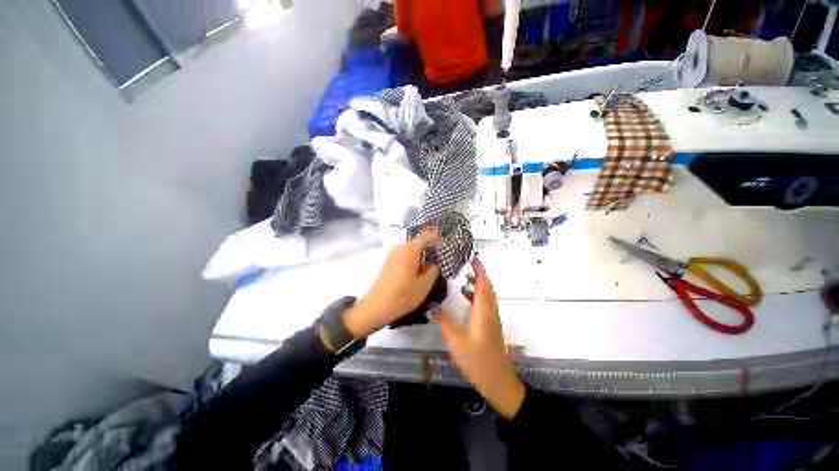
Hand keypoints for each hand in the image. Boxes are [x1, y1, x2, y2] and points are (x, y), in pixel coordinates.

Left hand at [342, 230, 440, 337]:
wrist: (376, 307)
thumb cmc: (402, 296)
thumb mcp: (424, 285)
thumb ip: (433, 270)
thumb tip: (434, 263)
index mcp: (410, 250)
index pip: (427, 235)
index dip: (437, 238)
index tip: (445, 245)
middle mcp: (400, 247)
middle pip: (419, 243)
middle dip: (429, 251)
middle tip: (438, 263)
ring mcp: (392, 253)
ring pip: (411, 250)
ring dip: (420, 257)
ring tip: (427, 271)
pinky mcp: (388, 261)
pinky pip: (404, 255)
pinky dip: (412, 261)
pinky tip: (415, 274)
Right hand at [435, 258, 524, 419]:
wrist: (497, 380)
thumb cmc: (477, 361)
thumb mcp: (456, 342)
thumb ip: (444, 323)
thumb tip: (432, 308)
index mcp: (483, 312)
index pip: (483, 285)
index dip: (480, 271)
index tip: (474, 258)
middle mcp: (490, 311)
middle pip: (487, 287)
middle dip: (479, 274)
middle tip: (466, 265)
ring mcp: (492, 318)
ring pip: (488, 295)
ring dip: (479, 284)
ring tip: (464, 277)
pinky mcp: (491, 324)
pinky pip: (486, 303)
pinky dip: (479, 294)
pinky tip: (467, 298)